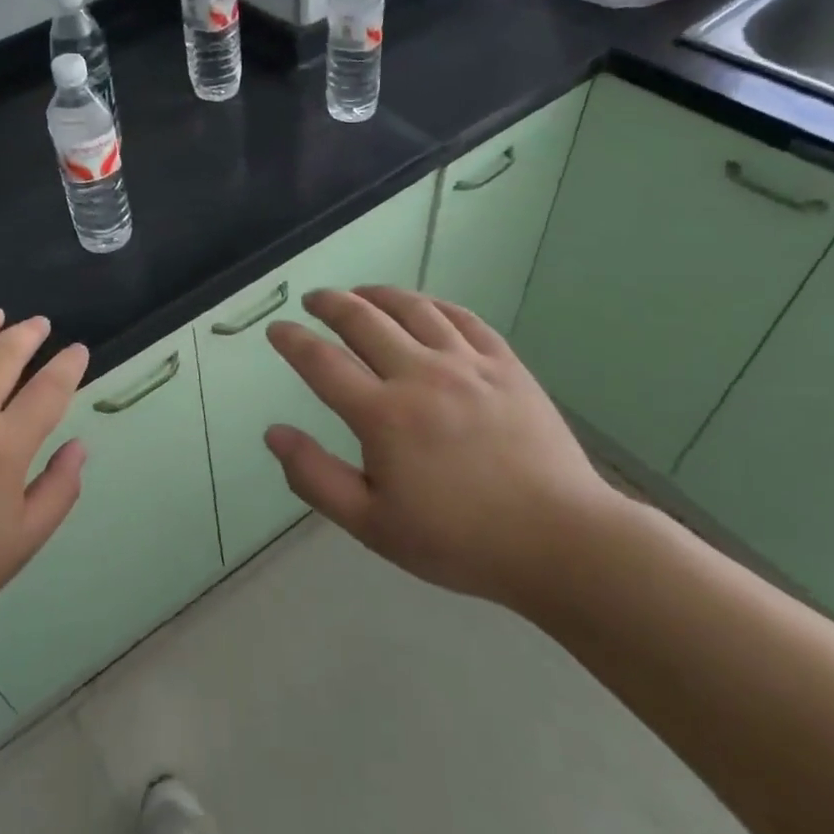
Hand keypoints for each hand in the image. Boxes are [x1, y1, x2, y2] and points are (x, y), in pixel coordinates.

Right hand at [263, 287, 620, 615]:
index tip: (277, 330)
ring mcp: (467, 365)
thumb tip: (273, 433)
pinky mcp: (506, 365)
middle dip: (330, 304)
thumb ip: (315, 477)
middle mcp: (420, 375)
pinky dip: (432, 305)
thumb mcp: (372, 525)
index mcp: (383, 415)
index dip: (292, 341)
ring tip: (359, 292)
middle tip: (313, 299)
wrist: (560, 541)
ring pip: (413, 308)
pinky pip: (462, 318)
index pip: (322, 362)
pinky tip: (422, 306)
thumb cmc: (459, 540)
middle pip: (363, 320)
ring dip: (377, 294)